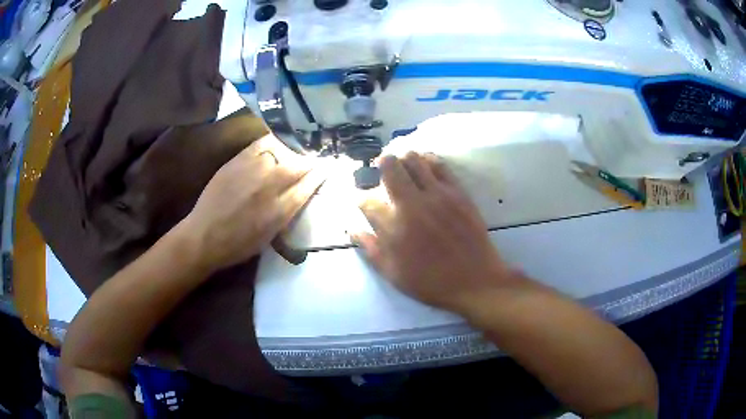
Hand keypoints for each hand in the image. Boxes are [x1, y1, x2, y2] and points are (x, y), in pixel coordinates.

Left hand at [182, 135, 324, 271]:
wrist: (204, 235)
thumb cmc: (238, 245)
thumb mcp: (270, 236)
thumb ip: (287, 213)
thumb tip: (300, 193)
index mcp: (280, 211)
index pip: (309, 185)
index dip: (321, 174)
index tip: (327, 168)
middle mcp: (270, 187)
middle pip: (299, 165)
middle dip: (310, 162)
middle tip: (313, 160)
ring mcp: (253, 170)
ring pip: (282, 152)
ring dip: (291, 152)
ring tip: (294, 153)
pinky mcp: (237, 161)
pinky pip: (261, 144)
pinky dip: (272, 143)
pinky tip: (275, 145)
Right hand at [353, 152, 520, 311]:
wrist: (475, 281)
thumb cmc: (432, 283)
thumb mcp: (393, 274)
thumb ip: (371, 249)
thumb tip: (352, 230)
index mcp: (393, 227)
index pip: (367, 201)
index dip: (362, 199)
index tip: (364, 201)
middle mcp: (412, 204)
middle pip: (390, 167)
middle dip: (381, 164)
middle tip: (382, 168)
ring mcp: (437, 195)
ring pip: (414, 159)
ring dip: (404, 159)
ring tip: (403, 166)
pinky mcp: (457, 192)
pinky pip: (440, 165)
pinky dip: (428, 160)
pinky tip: (425, 164)